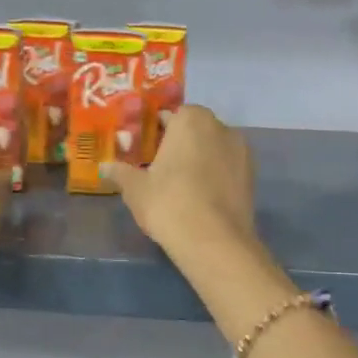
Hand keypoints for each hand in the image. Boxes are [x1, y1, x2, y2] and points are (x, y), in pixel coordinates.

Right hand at [103, 105, 257, 258]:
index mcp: (191, 119)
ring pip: (213, 149)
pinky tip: (200, 198)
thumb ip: (120, 172)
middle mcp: (221, 127)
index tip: (143, 151)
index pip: (169, 116)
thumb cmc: (168, 203)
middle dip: (178, 145)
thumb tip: (105, 167)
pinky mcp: (252, 177)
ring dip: (199, 160)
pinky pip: (226, 169)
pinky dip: (214, 177)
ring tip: (180, 187)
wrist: (214, 242)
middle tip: (158, 169)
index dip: (154, 132)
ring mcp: (242, 152)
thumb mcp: (135, 188)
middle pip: (194, 130)